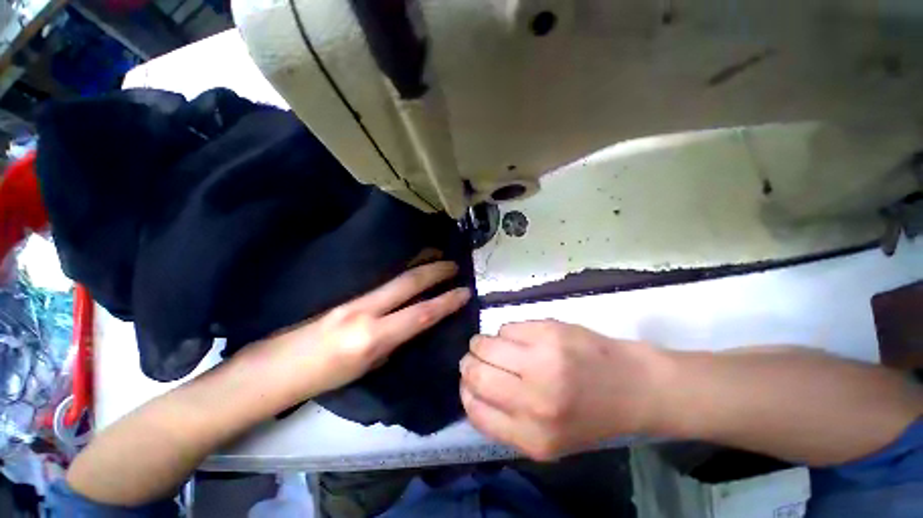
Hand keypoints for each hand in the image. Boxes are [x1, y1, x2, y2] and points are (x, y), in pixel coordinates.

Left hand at [241, 261, 470, 400]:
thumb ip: (390, 344)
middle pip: (408, 283)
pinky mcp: (343, 295)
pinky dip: (401, 271)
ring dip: (419, 265)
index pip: (420, 315)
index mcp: (371, 339)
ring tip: (437, 257)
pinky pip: (380, 280)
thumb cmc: (320, 381)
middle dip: (435, 271)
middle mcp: (364, 312)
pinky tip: (409, 266)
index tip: (465, 292)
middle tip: (454, 264)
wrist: (271, 371)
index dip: (446, 302)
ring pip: (394, 276)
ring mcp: (351, 299)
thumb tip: (407, 326)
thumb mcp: (365, 369)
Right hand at [460, 320, 669, 460]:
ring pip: (486, 344)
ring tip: (497, 345)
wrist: (634, 387)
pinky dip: (507, 332)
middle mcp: (535, 400)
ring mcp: (542, 360)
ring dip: (484, 344)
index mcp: (533, 437)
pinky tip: (522, 338)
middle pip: (476, 373)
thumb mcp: (547, 439)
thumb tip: (471, 387)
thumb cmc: (589, 415)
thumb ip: (505, 421)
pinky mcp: (549, 331)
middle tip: (476, 357)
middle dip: (469, 362)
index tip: (469, 381)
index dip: (466, 391)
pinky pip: (507, 327)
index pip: (475, 409)